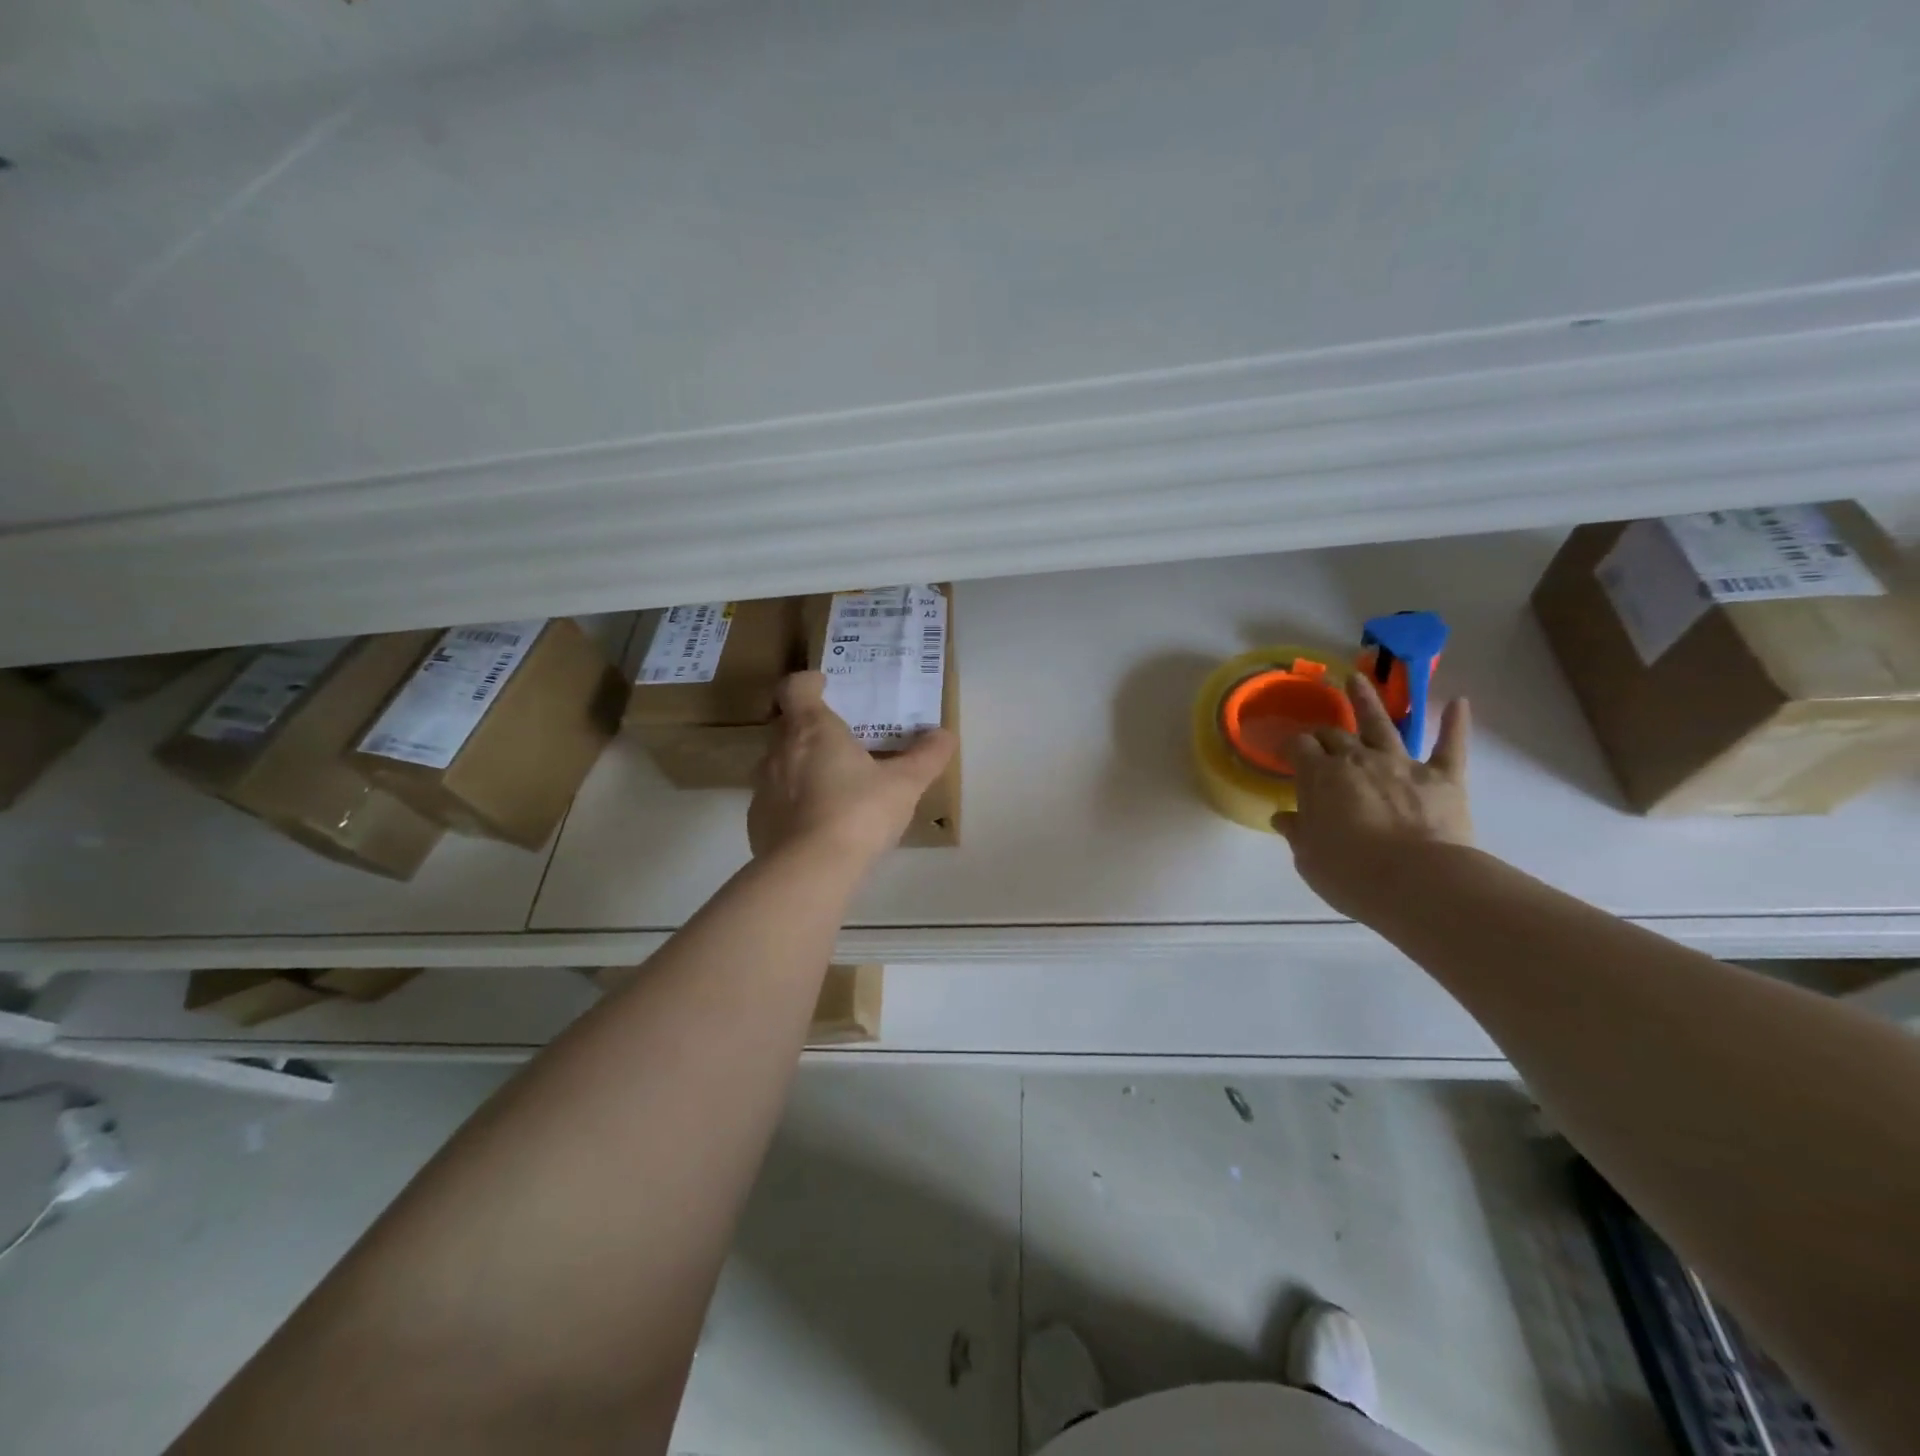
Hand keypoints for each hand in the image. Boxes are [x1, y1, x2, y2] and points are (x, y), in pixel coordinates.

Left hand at [748, 672, 956, 864]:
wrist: (809, 871)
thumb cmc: (858, 813)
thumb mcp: (905, 784)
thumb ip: (926, 757)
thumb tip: (945, 735)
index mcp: (812, 729)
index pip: (796, 688)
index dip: (808, 683)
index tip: (824, 685)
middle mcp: (780, 751)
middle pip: (787, 725)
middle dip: (810, 727)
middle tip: (840, 740)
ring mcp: (763, 787)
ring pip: (779, 764)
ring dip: (800, 766)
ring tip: (832, 784)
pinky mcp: (756, 822)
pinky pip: (775, 801)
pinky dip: (793, 803)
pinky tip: (817, 823)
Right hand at [1274, 674, 1473, 919]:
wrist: (1417, 883)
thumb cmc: (1350, 873)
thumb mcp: (1308, 857)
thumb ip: (1297, 831)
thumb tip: (1284, 817)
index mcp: (1320, 777)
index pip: (1299, 748)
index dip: (1291, 747)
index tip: (1285, 752)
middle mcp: (1358, 760)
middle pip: (1335, 735)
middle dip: (1324, 732)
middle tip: (1319, 735)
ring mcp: (1402, 764)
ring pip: (1383, 724)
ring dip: (1369, 701)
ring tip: (1358, 679)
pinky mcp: (1444, 777)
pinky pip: (1451, 744)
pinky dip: (1455, 723)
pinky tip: (1459, 703)